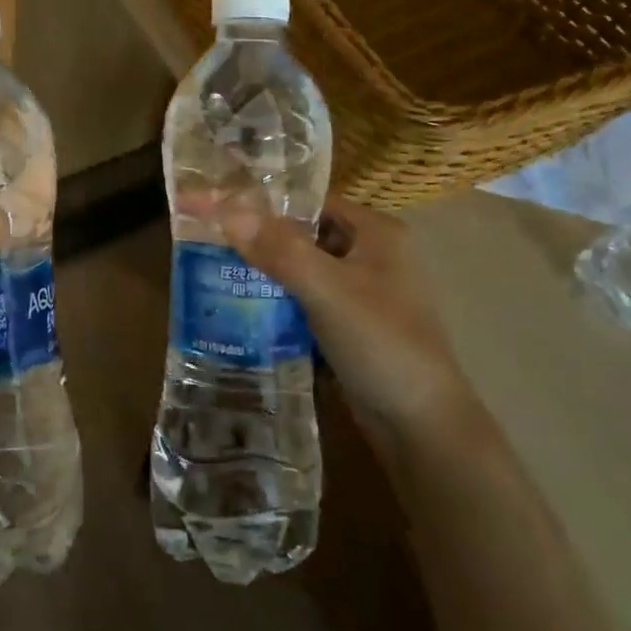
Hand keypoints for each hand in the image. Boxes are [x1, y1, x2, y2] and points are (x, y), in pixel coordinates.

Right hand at [226, 196, 480, 437]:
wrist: (422, 428)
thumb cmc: (382, 345)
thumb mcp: (328, 291)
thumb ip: (279, 250)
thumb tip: (227, 210)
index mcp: (377, 232)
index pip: (310, 202)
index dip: (265, 203)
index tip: (219, 209)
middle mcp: (372, 254)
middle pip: (304, 235)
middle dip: (260, 240)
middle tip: (209, 242)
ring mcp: (362, 292)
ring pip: (302, 269)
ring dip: (266, 272)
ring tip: (214, 272)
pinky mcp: (351, 325)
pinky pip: (306, 300)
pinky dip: (278, 301)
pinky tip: (242, 307)